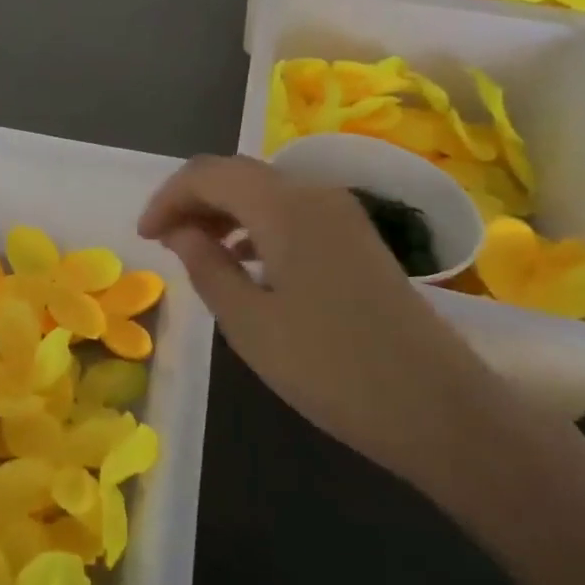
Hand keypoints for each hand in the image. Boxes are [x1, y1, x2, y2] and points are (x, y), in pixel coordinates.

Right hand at [141, 154, 584, 584]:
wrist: (440, 410)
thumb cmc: (331, 368)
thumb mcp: (250, 323)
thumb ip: (208, 268)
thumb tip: (182, 232)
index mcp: (285, 207)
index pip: (209, 174)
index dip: (168, 197)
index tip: (144, 237)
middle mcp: (316, 196)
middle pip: (239, 175)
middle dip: (194, 201)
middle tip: (164, 242)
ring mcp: (344, 218)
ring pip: (267, 194)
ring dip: (225, 213)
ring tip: (196, 252)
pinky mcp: (360, 243)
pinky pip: (293, 215)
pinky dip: (257, 227)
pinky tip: (246, 263)